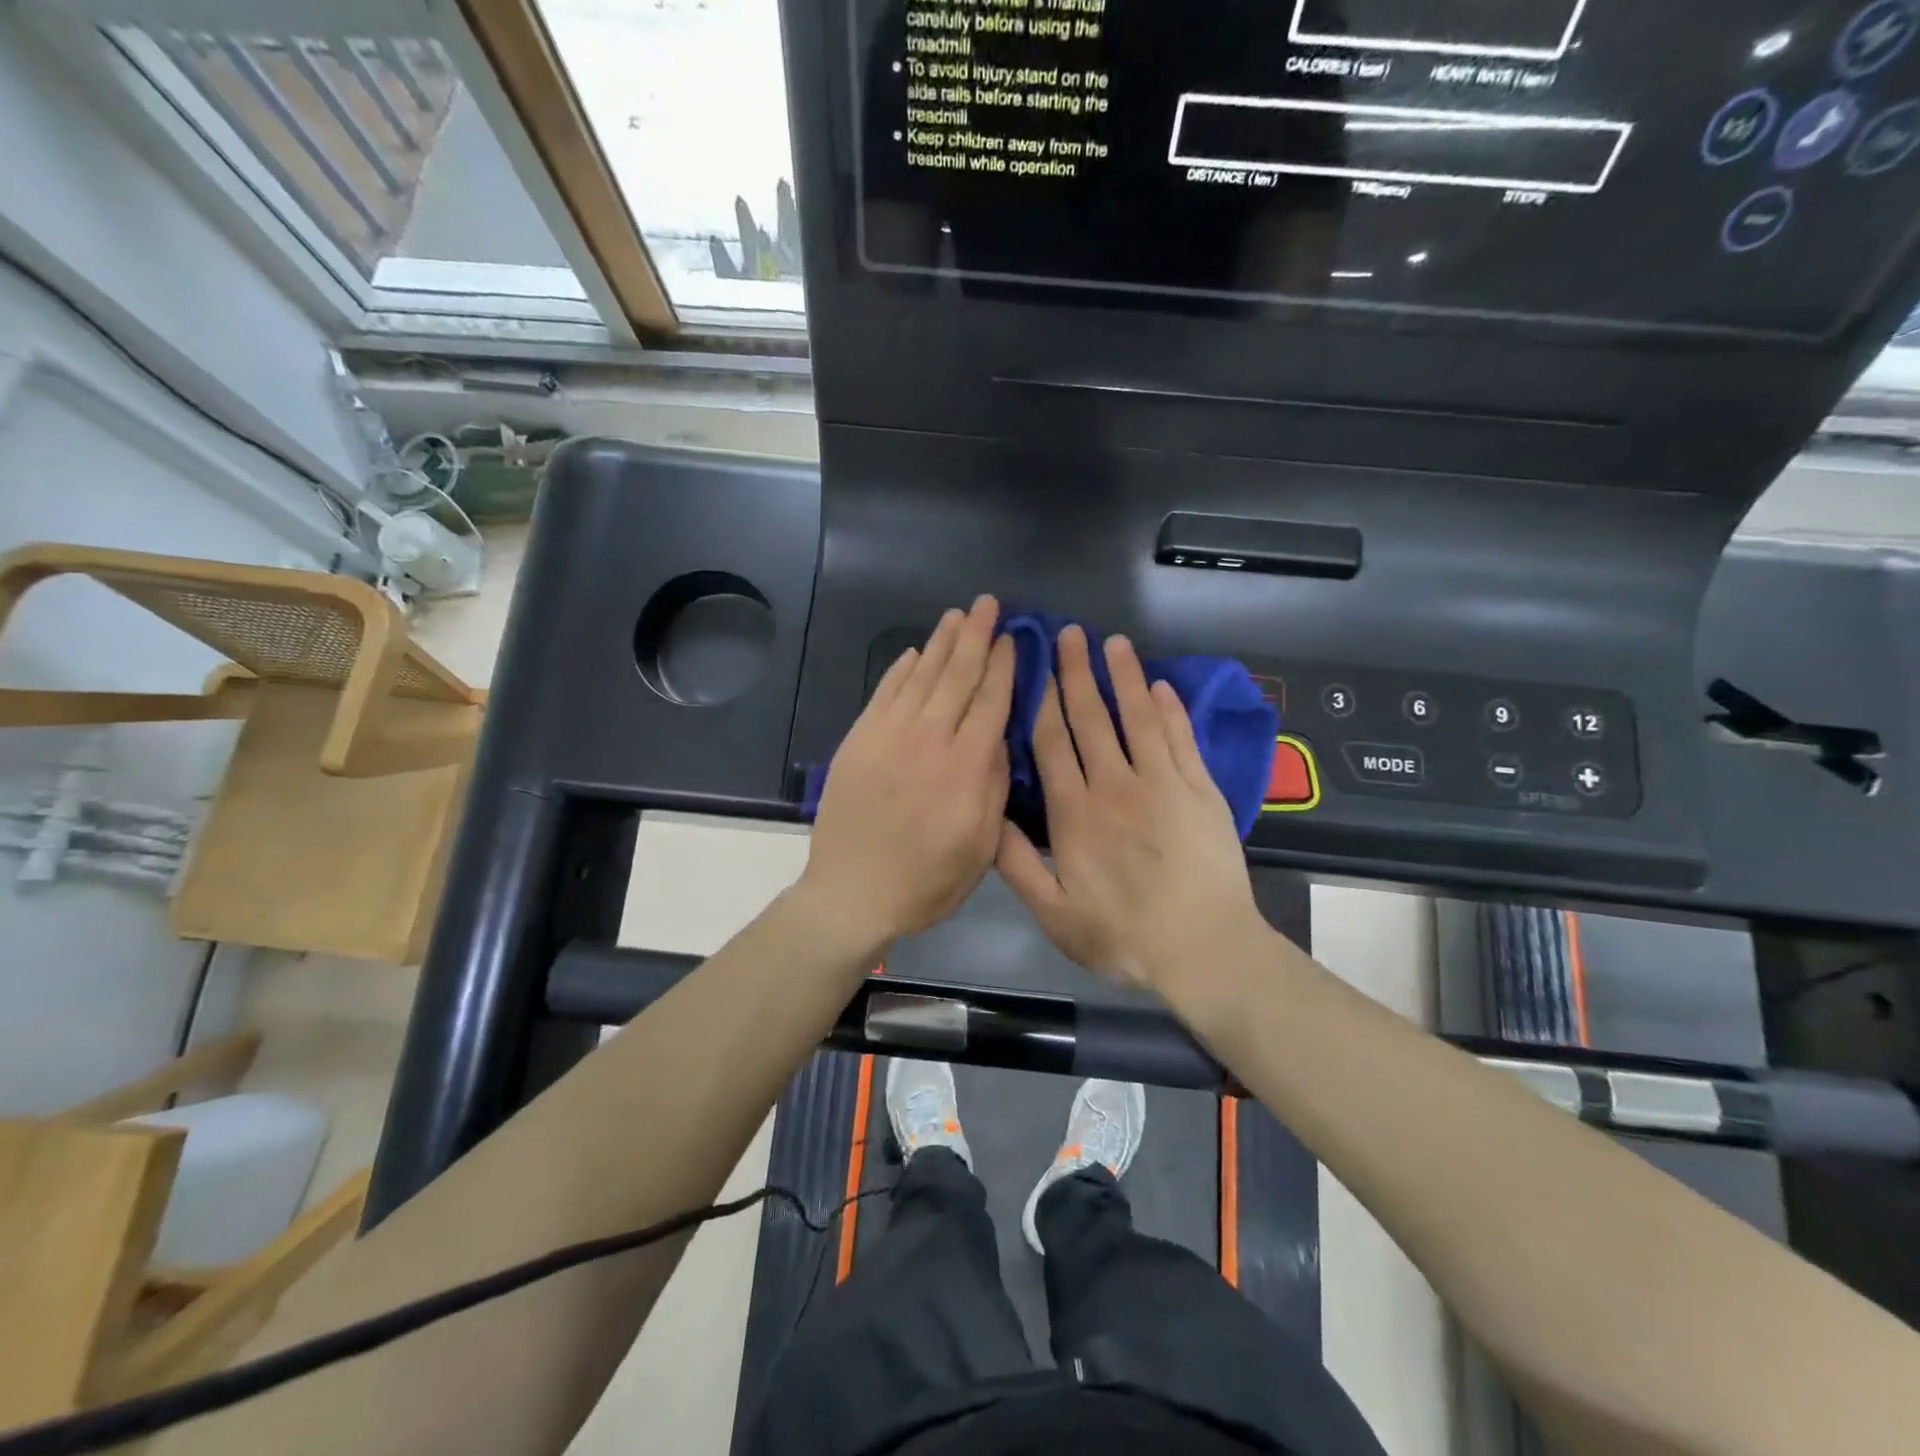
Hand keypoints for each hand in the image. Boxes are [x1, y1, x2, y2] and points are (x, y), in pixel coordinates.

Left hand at [799, 596, 1014, 950]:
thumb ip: (993, 786)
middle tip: (988, 604)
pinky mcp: (859, 741)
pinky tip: (914, 653)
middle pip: (957, 677)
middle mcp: (928, 739)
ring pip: (921, 677)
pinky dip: (900, 670)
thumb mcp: (981, 847)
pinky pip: (884, 694)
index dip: (1004, 666)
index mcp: (965, 767)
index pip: (991, 701)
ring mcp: (888, 736)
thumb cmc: (927, 881)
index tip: (1013, 637)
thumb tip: (999, 736)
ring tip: (957, 615)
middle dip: (976, 636)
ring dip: (941, 643)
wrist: (852, 894)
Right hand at [996, 626, 1267, 994]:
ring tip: (1113, 642)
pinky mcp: (1199, 790)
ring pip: (1137, 717)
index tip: (1037, 668)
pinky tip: (1161, 686)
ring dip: (1124, 677)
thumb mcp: (1053, 914)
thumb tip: (987, 816)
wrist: (1203, 949)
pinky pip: (1180, 738)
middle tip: (1070, 633)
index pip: (1053, 745)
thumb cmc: (1122, 936)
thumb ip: (1016, 864)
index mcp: (1074, 814)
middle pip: (1091, 719)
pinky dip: (1170, 709)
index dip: (1043, 702)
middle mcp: (1114, 786)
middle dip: (1078, 673)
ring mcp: (1162, 784)